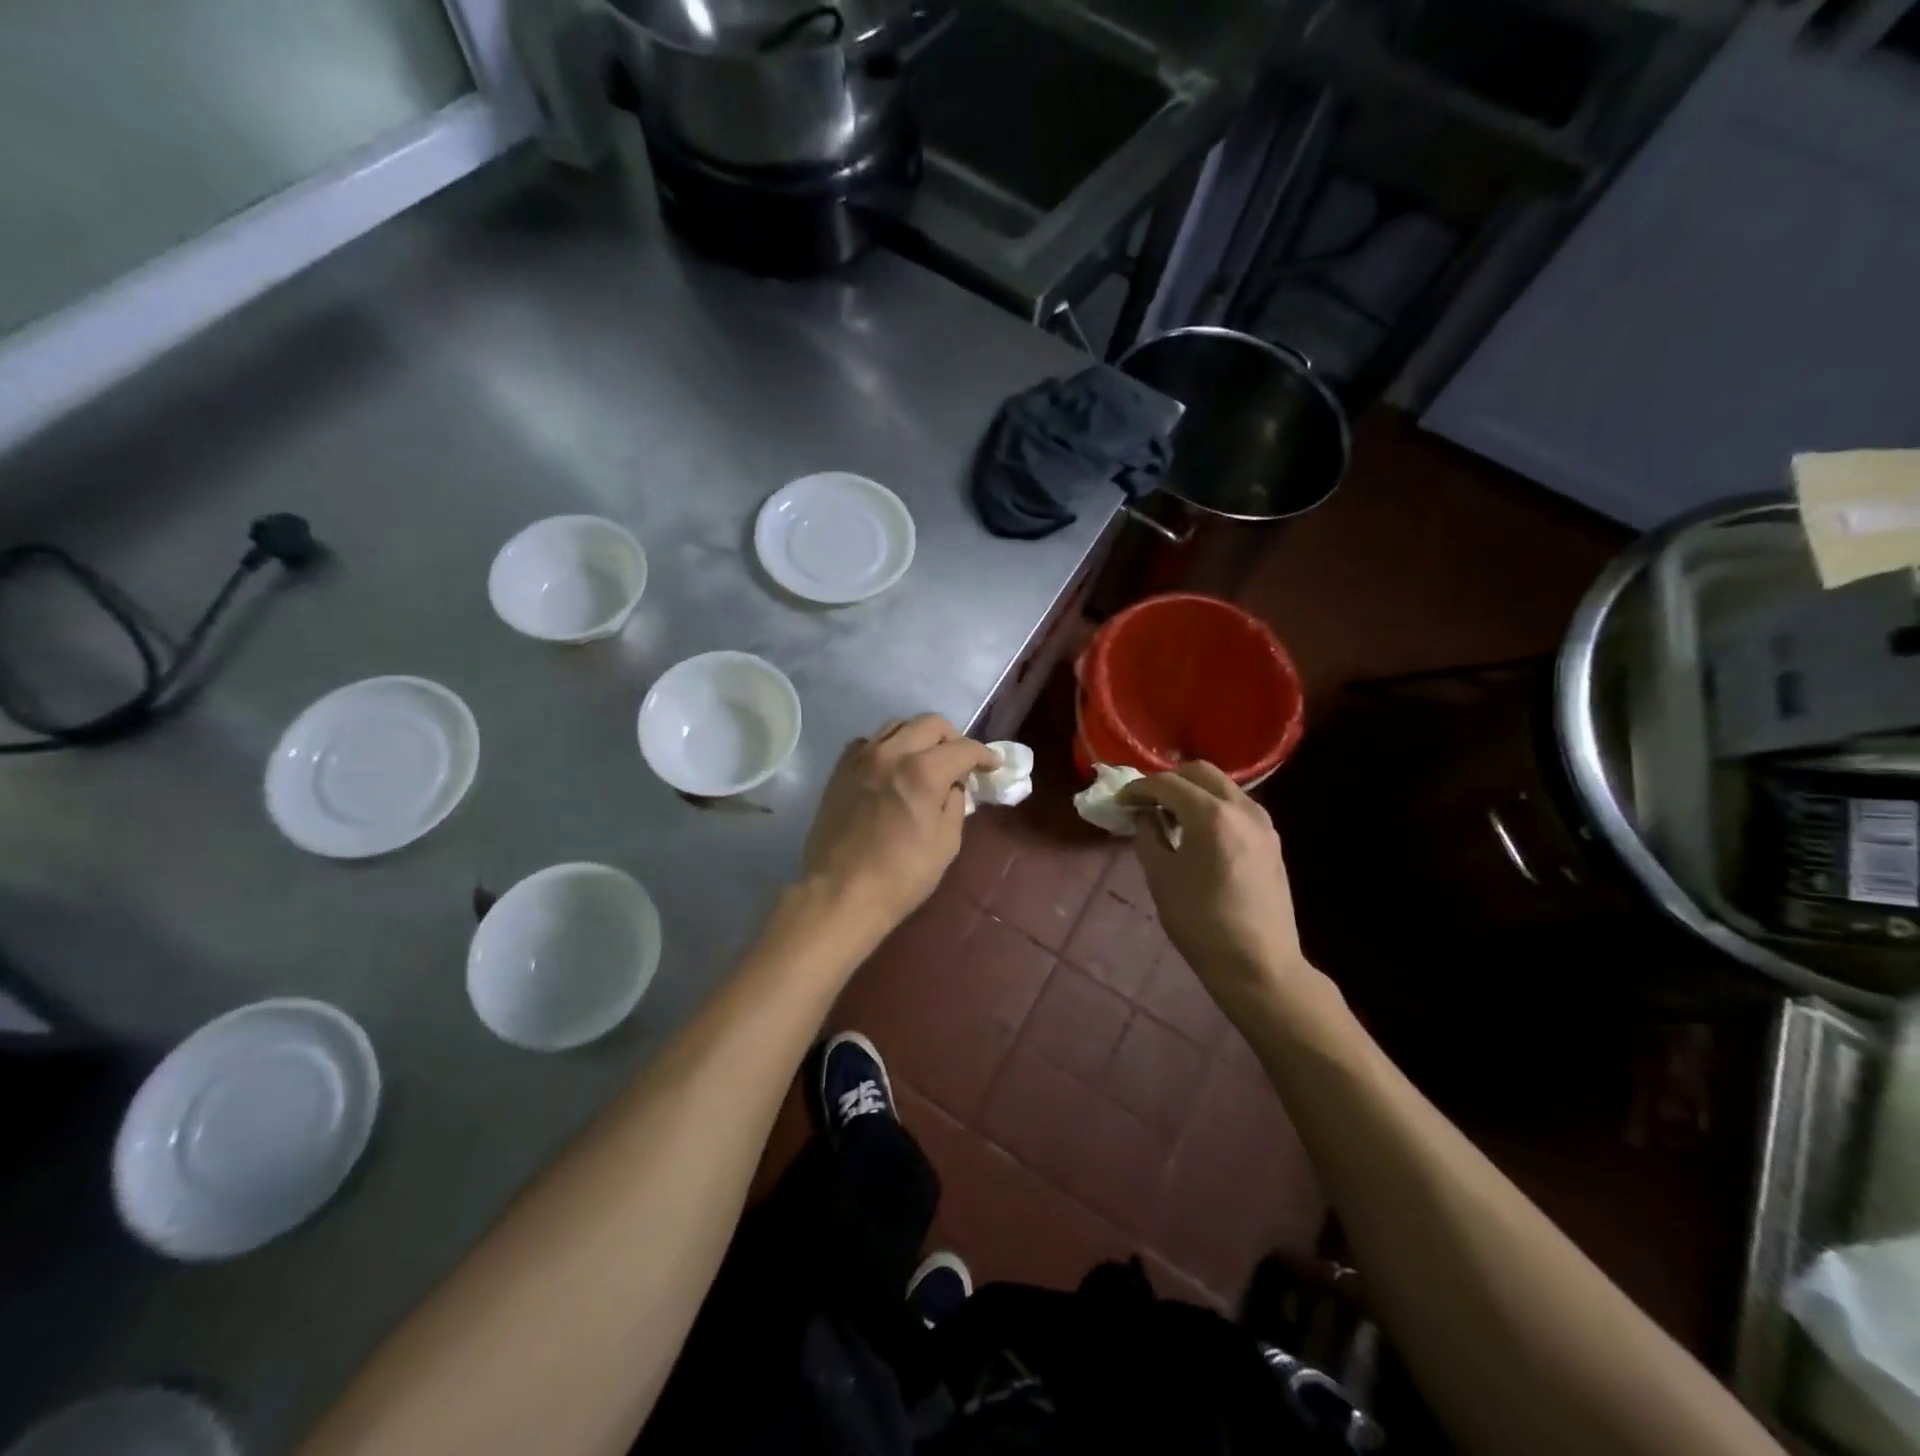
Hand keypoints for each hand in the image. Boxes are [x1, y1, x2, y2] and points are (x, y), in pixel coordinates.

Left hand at [803, 715, 997, 929]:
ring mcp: (861, 758)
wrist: (841, 893)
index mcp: (923, 771)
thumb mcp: (946, 843)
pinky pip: (868, 742)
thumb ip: (955, 803)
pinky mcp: (840, 770)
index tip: (992, 766)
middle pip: (930, 724)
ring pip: (897, 726)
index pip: (963, 748)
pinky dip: (886, 747)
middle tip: (960, 761)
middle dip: (953, 738)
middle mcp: (891, 753)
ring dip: (918, 737)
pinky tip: (890, 768)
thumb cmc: (901, 875)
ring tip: (925, 760)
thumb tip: (953, 785)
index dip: (984, 755)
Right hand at [1120, 763, 1313, 1012]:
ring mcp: (1263, 823)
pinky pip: (1236, 807)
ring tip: (1170, 816)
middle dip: (1168, 781)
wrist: (1258, 964)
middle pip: (1200, 772)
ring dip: (1192, 792)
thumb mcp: (1161, 877)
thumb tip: (1146, 815)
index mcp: (1211, 815)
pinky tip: (1197, 833)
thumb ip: (1148, 835)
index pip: (1167, 783)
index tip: (1120, 802)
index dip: (1138, 789)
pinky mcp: (1271, 841)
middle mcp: (1242, 808)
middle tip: (1145, 802)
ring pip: (1222, 787)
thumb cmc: (1201, 922)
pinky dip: (1212, 807)